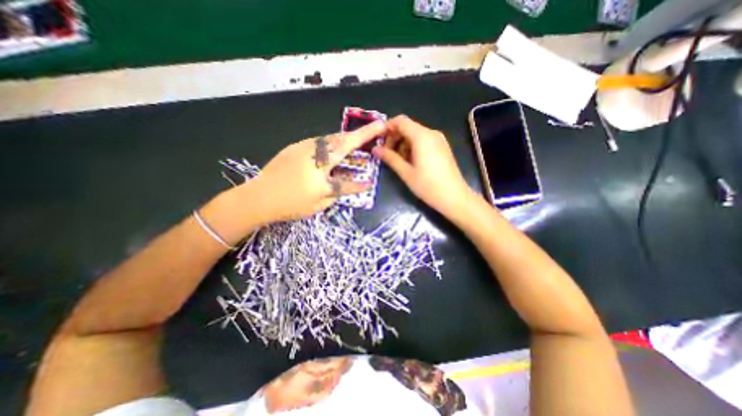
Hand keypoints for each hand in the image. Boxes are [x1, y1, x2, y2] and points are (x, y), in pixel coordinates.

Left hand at [246, 120, 384, 223]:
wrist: (257, 197)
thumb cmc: (290, 204)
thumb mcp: (320, 203)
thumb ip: (341, 190)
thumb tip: (358, 184)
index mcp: (322, 167)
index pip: (350, 157)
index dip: (367, 145)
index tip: (381, 131)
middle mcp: (315, 152)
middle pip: (342, 139)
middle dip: (360, 133)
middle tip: (375, 130)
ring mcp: (303, 147)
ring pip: (331, 138)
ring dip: (346, 138)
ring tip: (356, 140)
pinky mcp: (295, 147)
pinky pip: (319, 142)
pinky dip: (331, 143)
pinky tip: (333, 149)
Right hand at [372, 114, 467, 214]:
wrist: (454, 197)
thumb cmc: (428, 186)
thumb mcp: (406, 172)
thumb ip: (390, 158)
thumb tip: (375, 149)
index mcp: (422, 137)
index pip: (401, 121)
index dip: (387, 127)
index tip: (378, 140)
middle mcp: (431, 133)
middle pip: (408, 127)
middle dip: (395, 137)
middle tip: (387, 154)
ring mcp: (439, 140)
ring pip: (415, 134)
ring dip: (403, 144)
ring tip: (399, 161)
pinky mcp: (442, 147)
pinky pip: (423, 141)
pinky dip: (413, 147)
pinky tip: (411, 162)